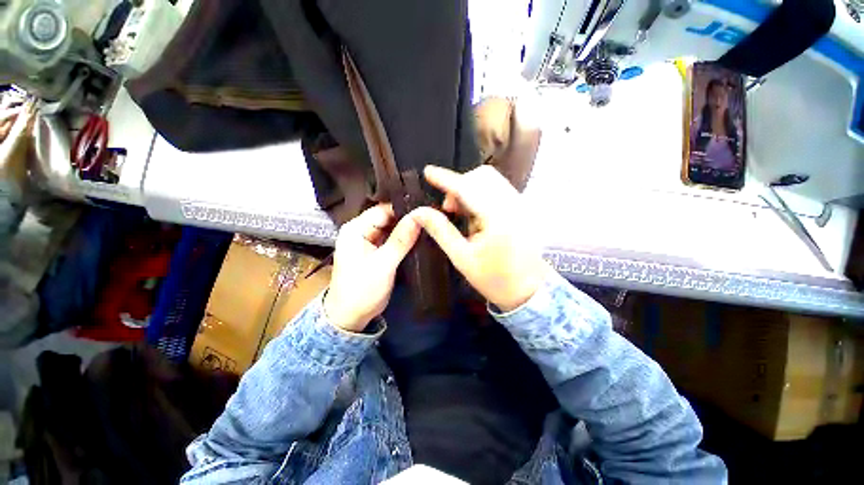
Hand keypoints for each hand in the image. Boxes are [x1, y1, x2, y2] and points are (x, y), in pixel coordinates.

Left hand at [324, 204, 421, 331]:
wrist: (351, 317)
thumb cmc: (362, 290)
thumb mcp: (383, 265)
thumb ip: (400, 240)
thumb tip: (419, 216)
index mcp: (355, 229)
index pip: (383, 210)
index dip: (404, 209)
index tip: (426, 211)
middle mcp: (361, 230)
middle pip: (388, 217)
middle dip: (408, 218)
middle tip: (431, 218)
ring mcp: (369, 240)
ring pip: (391, 227)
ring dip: (407, 228)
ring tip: (429, 225)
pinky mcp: (376, 250)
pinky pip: (392, 238)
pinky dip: (404, 238)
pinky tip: (419, 236)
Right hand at [410, 165, 551, 311]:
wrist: (529, 291)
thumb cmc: (494, 279)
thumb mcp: (462, 258)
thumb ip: (441, 231)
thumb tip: (419, 211)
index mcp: (498, 218)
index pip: (467, 188)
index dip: (445, 178)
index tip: (428, 172)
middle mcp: (513, 205)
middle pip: (482, 176)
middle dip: (459, 185)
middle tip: (449, 209)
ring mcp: (522, 205)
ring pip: (491, 180)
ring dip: (470, 189)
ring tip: (461, 213)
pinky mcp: (523, 209)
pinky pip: (499, 189)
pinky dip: (481, 194)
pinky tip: (476, 215)